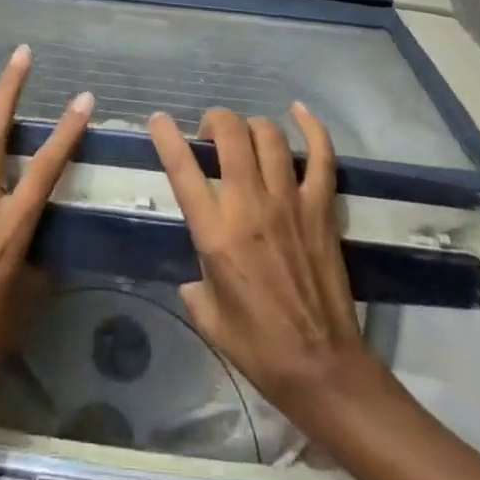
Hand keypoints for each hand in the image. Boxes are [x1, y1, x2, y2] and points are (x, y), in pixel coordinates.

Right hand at [147, 103, 383, 419]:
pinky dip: (312, 128)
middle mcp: (250, 206)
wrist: (321, 368)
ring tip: (246, 137)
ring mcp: (289, 201)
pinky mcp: (321, 207)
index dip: (167, 136)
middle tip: (210, 135)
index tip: (159, 120)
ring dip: (251, 126)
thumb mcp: (206, 314)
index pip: (183, 169)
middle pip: (230, 134)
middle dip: (214, 120)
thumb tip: (194, 268)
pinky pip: (320, 155)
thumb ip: (194, 279)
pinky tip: (298, 111)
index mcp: (216, 233)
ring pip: (269, 135)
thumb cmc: (257, 346)